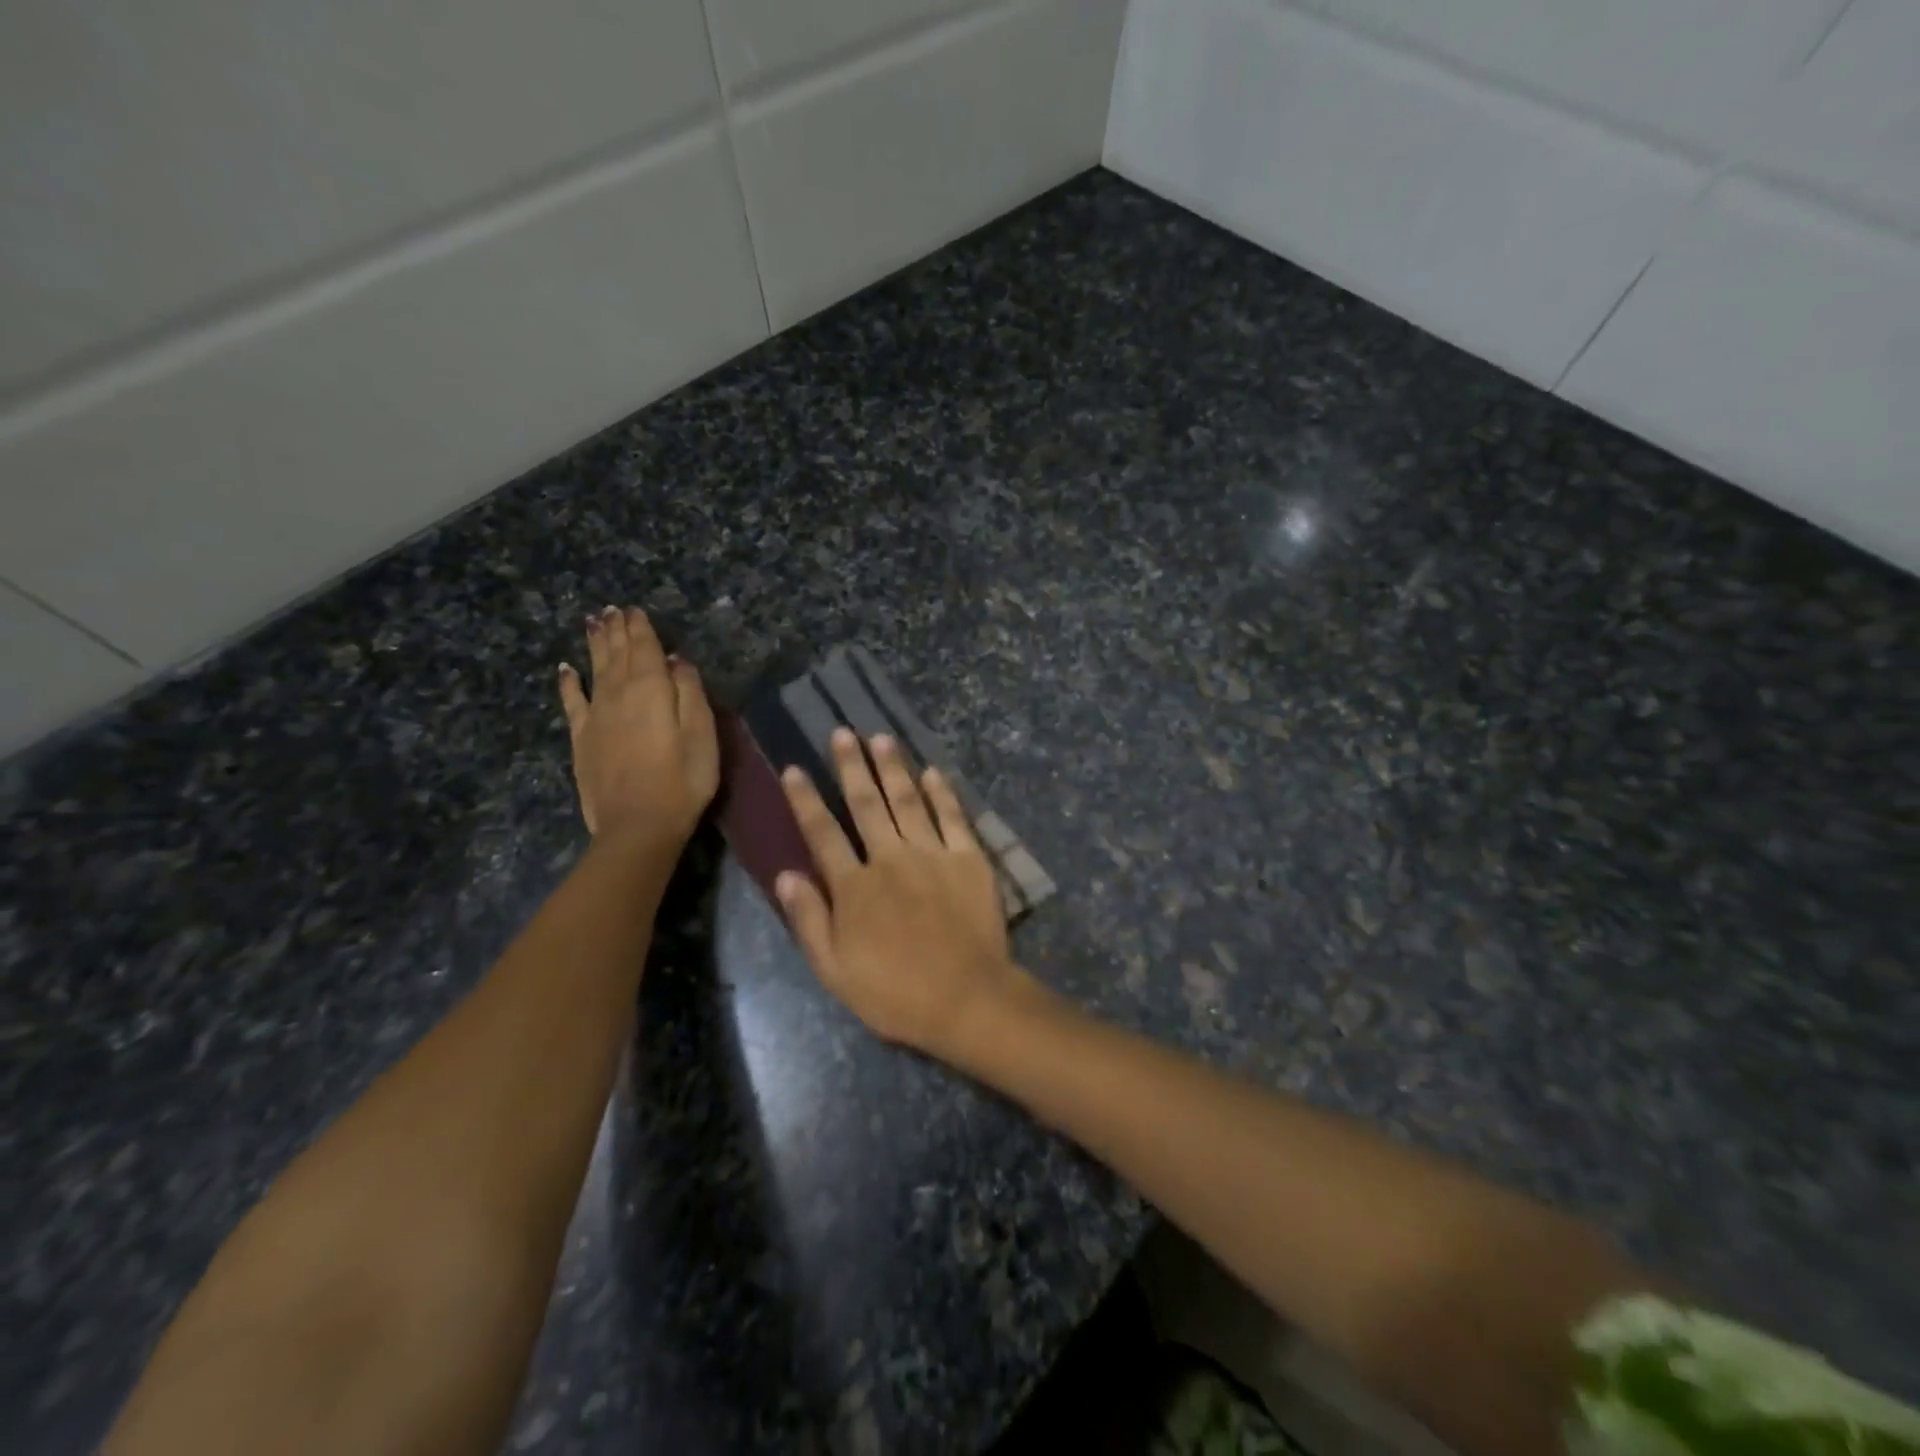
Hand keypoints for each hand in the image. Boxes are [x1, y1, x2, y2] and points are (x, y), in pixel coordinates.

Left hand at [557, 607, 717, 850]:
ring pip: (595, 670)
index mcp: (651, 690)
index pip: (645, 649)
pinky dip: (569, 682)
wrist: (638, 826)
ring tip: (594, 623)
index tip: (636, 609)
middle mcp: (618, 694)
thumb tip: (676, 660)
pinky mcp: (582, 739)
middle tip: (612, 609)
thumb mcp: (702, 735)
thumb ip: (690, 693)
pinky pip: (572, 702)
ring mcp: (596, 716)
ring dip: (595, 645)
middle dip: (617, 630)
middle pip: (617, 655)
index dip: (641, 628)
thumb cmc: (683, 781)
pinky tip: (565, 669)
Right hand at [776, 729, 1038, 1058]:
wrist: (966, 998)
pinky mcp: (968, 859)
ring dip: (893, 768)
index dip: (806, 799)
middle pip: (866, 804)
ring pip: (908, 800)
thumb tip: (785, 873)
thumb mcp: (835, 970)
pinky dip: (942, 792)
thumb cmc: (894, 992)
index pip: (822, 833)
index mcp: (855, 886)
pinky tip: (932, 771)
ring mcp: (932, 854)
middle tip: (842, 733)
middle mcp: (890, 858)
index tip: (794, 769)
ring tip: (881, 739)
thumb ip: (809, 919)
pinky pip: (953, 817)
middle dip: (851, 766)